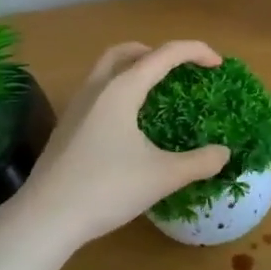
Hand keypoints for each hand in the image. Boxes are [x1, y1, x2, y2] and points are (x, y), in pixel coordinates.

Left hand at [14, 41, 230, 249]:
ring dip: (134, 69)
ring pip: (106, 71)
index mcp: (121, 91)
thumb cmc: (107, 189)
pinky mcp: (67, 128)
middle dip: (157, 52)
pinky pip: (97, 93)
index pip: (163, 55)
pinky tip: (130, 123)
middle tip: (180, 69)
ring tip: (156, 91)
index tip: (217, 63)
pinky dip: (120, 91)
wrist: (46, 218)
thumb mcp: (163, 176)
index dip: (195, 51)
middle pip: (126, 52)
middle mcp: (96, 90)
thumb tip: (224, 153)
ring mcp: (76, 108)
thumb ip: (199, 162)